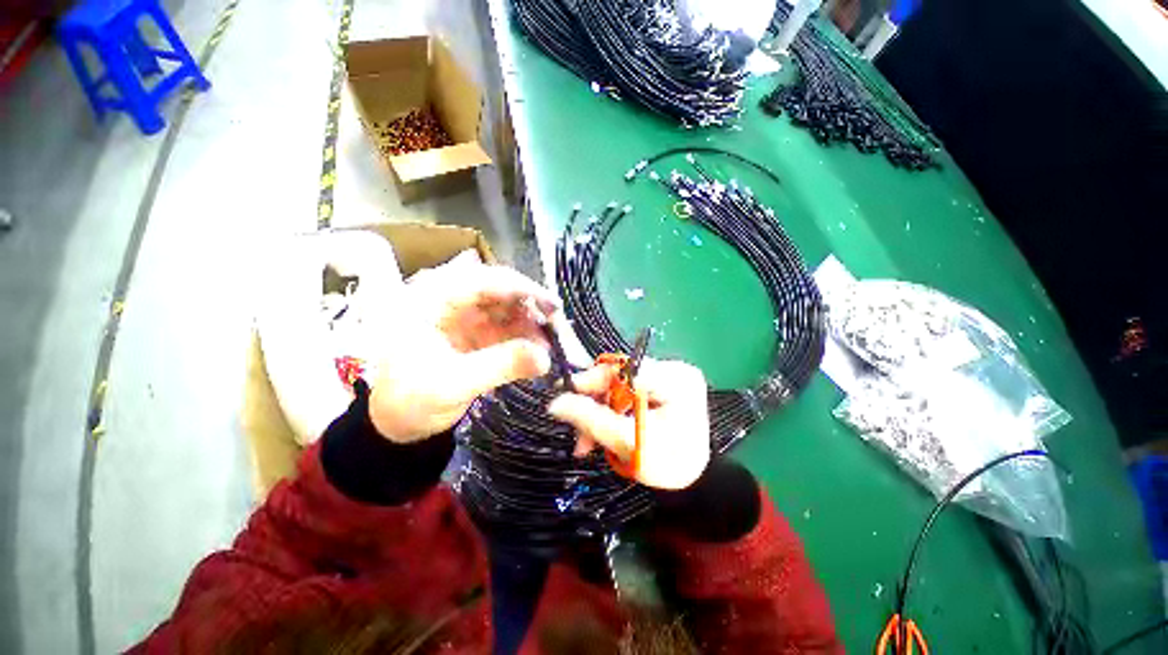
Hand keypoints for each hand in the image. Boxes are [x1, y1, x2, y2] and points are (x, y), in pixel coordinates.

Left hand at [368, 252, 557, 441]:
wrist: (392, 424)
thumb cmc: (408, 401)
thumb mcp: (452, 385)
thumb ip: (500, 366)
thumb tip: (546, 358)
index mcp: (430, 298)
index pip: (484, 279)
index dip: (523, 289)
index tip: (553, 307)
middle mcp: (448, 298)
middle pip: (499, 289)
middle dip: (530, 306)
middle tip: (556, 327)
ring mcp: (463, 315)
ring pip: (506, 307)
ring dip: (530, 323)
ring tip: (549, 346)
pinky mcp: (474, 332)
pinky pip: (505, 327)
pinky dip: (523, 337)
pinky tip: (538, 351)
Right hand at [548, 359, 709, 489]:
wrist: (694, 482)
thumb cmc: (669, 465)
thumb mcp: (628, 443)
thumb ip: (591, 419)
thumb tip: (555, 402)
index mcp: (676, 379)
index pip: (624, 369)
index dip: (591, 380)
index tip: (564, 396)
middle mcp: (674, 369)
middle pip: (619, 378)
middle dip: (595, 405)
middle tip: (577, 433)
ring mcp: (668, 376)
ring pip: (619, 387)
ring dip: (600, 412)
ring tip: (586, 442)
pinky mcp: (661, 386)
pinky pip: (626, 393)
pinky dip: (611, 412)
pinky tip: (602, 432)